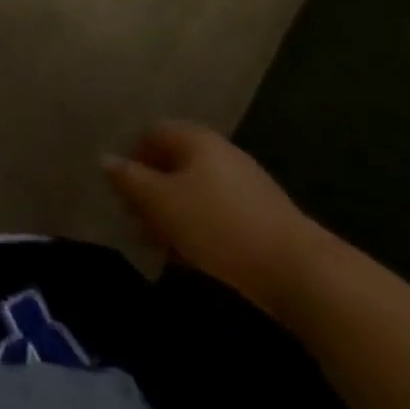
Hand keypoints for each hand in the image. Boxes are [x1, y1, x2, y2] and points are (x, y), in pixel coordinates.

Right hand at [105, 121, 327, 317]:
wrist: (303, 275)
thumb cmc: (220, 227)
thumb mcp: (161, 203)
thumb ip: (129, 180)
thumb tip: (107, 160)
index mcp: (195, 139)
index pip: (151, 133)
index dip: (132, 159)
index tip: (124, 194)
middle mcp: (221, 152)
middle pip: (174, 163)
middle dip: (153, 192)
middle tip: (140, 225)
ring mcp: (247, 184)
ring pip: (196, 192)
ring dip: (176, 216)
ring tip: (166, 249)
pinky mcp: (265, 218)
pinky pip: (220, 214)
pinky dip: (202, 231)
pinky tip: (198, 261)